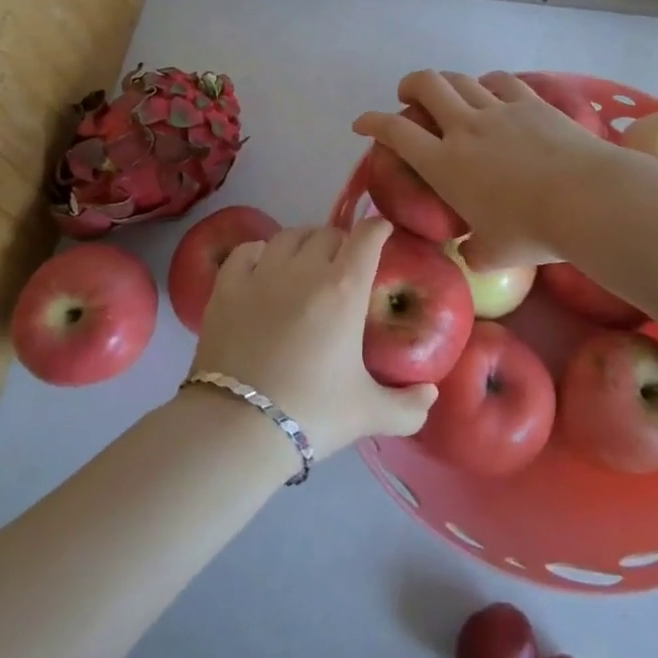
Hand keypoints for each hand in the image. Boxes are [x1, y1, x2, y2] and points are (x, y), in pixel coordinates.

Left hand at [193, 221, 436, 459]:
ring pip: (289, 236)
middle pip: (328, 233)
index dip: (378, 229)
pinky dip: (260, 252)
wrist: (237, 428)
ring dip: (303, 242)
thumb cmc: (312, 413)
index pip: (367, 237)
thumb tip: (430, 393)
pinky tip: (263, 267)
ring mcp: (262, 274)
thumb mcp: (368, 414)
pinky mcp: (226, 287)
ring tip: (305, 261)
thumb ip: (408, 406)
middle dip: (341, 242)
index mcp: (344, 289)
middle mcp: (305, 269)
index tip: (383, 232)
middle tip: (344, 263)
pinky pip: (248, 250)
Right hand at [352, 70, 609, 270]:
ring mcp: (498, 110)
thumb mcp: (494, 253)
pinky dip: (488, 82)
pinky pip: (501, 81)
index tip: (362, 123)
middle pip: (426, 84)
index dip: (372, 122)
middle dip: (409, 84)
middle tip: (407, 96)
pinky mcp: (531, 103)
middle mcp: (464, 128)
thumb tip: (472, 253)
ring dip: (447, 81)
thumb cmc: (533, 231)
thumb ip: (475, 251)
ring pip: (461, 79)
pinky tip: (491, 90)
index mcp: (444, 165)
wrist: (586, 199)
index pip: (396, 132)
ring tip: (448, 92)